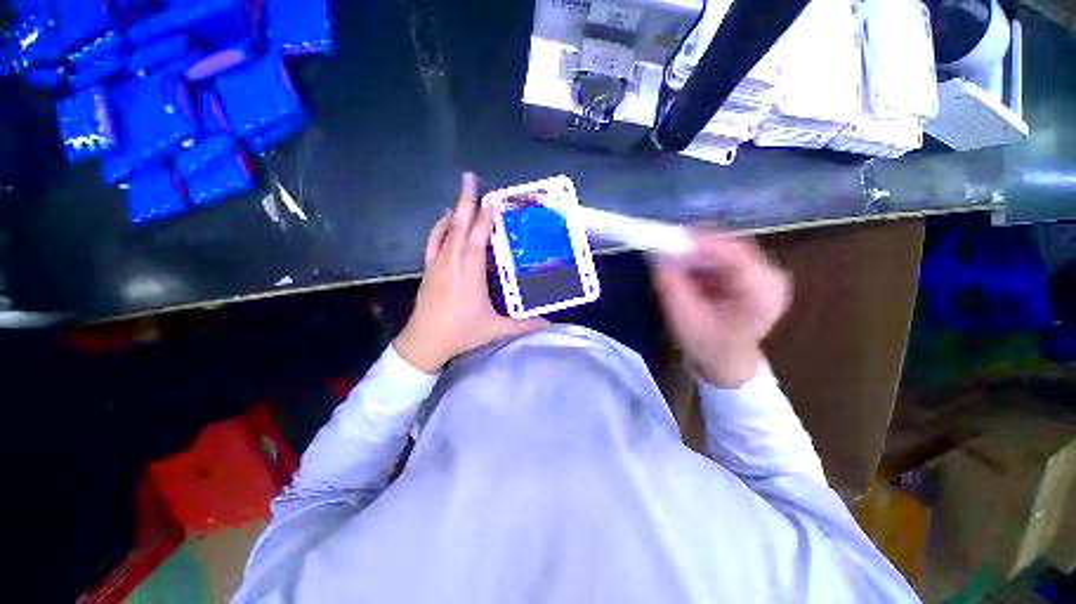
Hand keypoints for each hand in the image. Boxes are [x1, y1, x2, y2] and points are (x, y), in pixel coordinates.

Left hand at [394, 173, 548, 372]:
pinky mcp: (429, 270)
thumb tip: (549, 323)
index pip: (478, 239)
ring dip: (454, 212)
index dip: (485, 218)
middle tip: (470, 179)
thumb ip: (523, 324)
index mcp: (470, 274)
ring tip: (462, 197)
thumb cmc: (462, 333)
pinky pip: (433, 242)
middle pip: (460, 227)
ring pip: (446, 232)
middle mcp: (453, 263)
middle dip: (466, 202)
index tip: (492, 199)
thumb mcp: (495, 329)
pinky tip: (444, 220)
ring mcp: (438, 265)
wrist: (425, 341)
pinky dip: (439, 228)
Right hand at [652, 230, 790, 387]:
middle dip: (696, 247)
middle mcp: (771, 277)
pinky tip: (690, 273)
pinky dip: (703, 261)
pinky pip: (725, 256)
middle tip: (668, 251)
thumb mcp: (683, 318)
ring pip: (726, 248)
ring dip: (698, 254)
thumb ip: (671, 285)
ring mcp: (765, 274)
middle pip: (731, 246)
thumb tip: (658, 254)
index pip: (733, 253)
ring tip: (677, 265)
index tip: (668, 241)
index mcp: (762, 292)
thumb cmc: (707, 346)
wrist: (726, 364)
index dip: (699, 243)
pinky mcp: (754, 274)